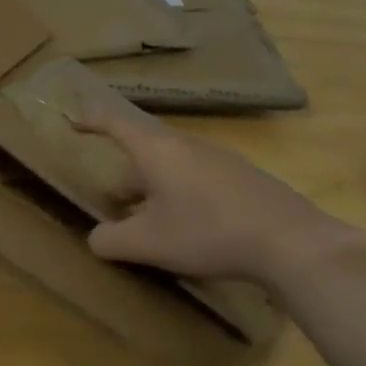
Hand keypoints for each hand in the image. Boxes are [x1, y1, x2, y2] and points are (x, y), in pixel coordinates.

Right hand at [77, 111, 365, 289]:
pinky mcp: (244, 179)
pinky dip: (181, 194)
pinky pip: (198, 178)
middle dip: (126, 174)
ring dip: (154, 188)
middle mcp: (188, 146)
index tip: (75, 122)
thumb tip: (97, 238)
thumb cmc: (207, 233)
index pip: (117, 124)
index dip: (93, 121)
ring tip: (150, 221)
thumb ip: (109, 240)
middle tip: (115, 202)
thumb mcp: (147, 244)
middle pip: (146, 150)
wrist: (290, 242)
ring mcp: (220, 160)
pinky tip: (190, 228)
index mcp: (158, 151)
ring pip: (173, 166)